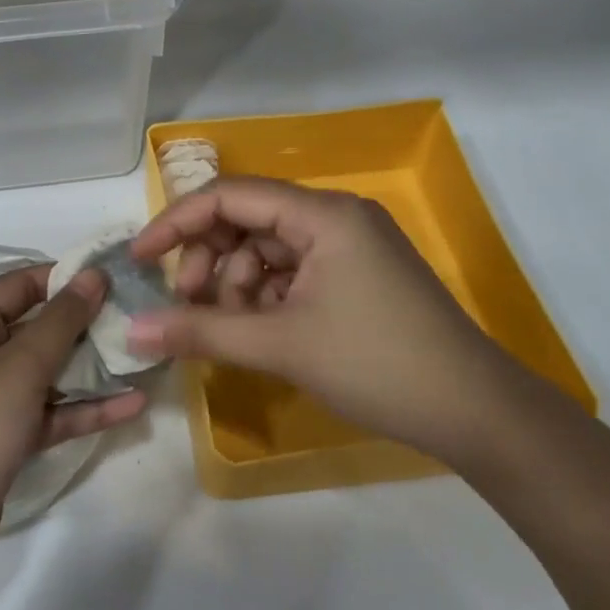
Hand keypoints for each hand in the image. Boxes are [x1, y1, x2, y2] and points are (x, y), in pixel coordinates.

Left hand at [0, 265, 147, 587]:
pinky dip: (83, 409)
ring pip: (45, 373)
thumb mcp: (19, 368)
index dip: (66, 276)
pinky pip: (47, 413)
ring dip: (89, 367)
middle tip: (137, 314)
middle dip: (84, 323)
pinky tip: (132, 405)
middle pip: (35, 327)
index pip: (20, 284)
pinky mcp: (2, 440)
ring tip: (142, 354)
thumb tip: (93, 274)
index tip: (116, 274)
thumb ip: (61, 320)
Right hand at [127, 178, 519, 460]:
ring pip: (267, 251)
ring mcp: (350, 246)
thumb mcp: (281, 345)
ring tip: (229, 330)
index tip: (140, 259)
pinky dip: (266, 298)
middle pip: (247, 221)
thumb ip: (201, 332)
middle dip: (210, 262)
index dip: (177, 223)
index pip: (230, 196)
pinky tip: (261, 333)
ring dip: (236, 286)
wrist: (476, 413)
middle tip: (189, 307)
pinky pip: (292, 273)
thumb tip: (133, 331)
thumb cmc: (376, 364)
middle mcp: (335, 217)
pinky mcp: (357, 276)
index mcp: (322, 214)